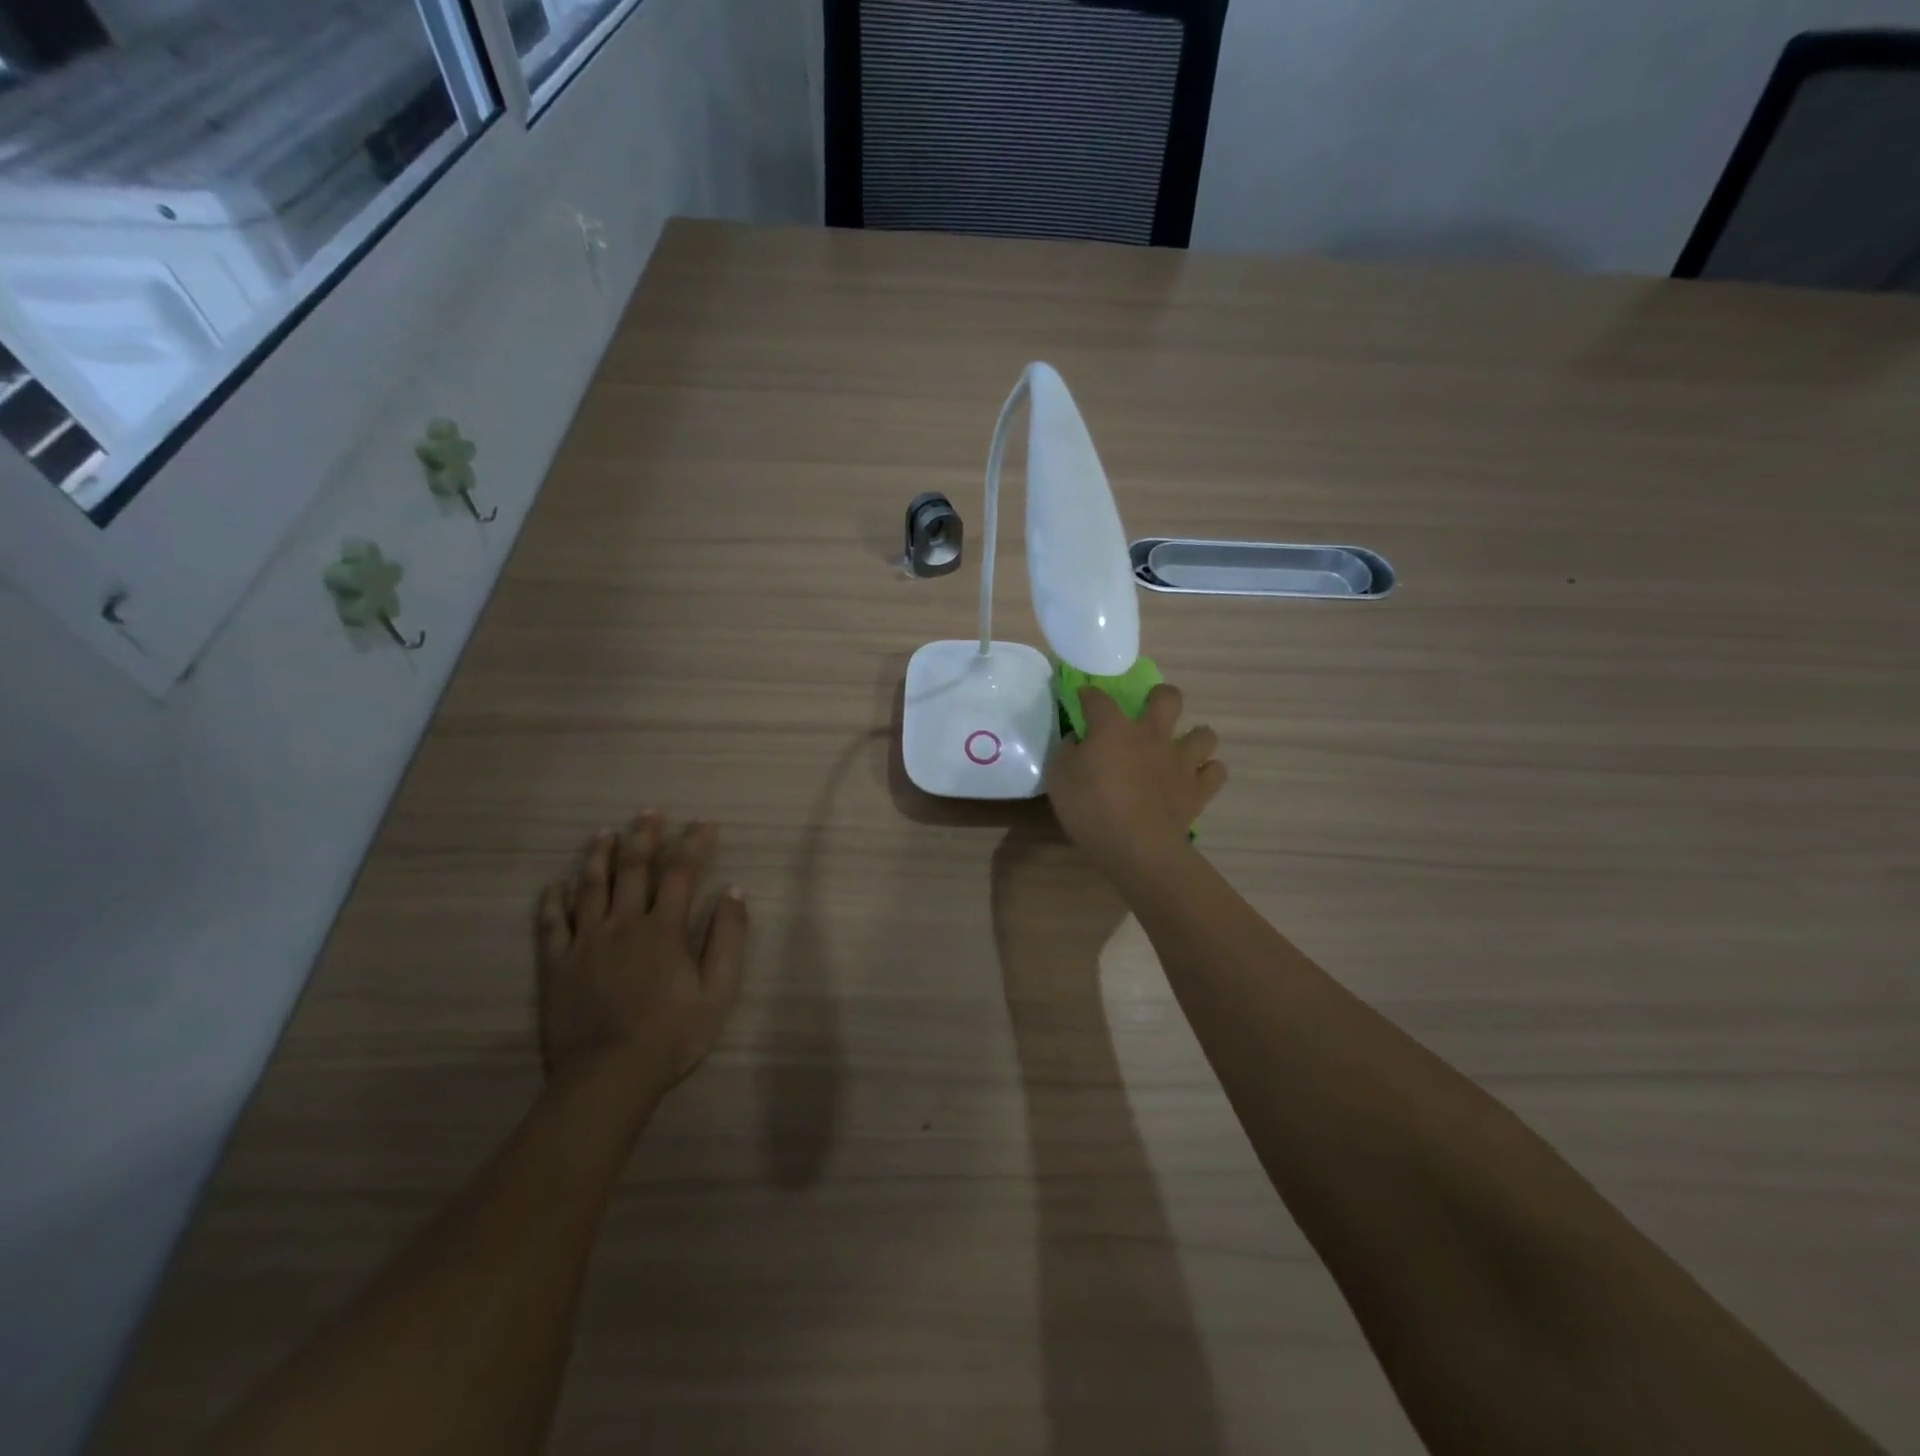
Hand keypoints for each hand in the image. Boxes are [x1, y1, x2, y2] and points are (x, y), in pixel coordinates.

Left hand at [536, 813, 748, 1100]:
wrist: (608, 1076)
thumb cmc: (671, 1035)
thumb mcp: (719, 991)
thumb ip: (728, 938)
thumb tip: (734, 892)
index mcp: (664, 928)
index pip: (681, 872)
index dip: (693, 843)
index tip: (704, 823)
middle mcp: (623, 923)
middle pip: (633, 868)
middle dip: (644, 836)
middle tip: (649, 811)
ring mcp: (585, 942)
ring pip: (590, 887)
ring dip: (599, 856)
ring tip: (604, 833)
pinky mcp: (556, 965)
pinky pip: (551, 924)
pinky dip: (553, 900)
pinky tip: (555, 884)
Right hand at [1045, 682, 1226, 886]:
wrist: (1136, 846)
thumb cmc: (1090, 809)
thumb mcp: (1058, 779)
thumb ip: (1066, 753)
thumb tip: (1077, 740)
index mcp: (1113, 729)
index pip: (1098, 699)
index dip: (1089, 694)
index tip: (1083, 696)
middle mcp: (1152, 735)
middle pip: (1168, 698)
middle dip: (1160, 696)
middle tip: (1150, 709)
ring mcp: (1180, 761)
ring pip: (1204, 734)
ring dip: (1194, 737)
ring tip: (1181, 750)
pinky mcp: (1198, 789)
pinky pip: (1215, 771)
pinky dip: (1208, 772)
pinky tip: (1195, 779)